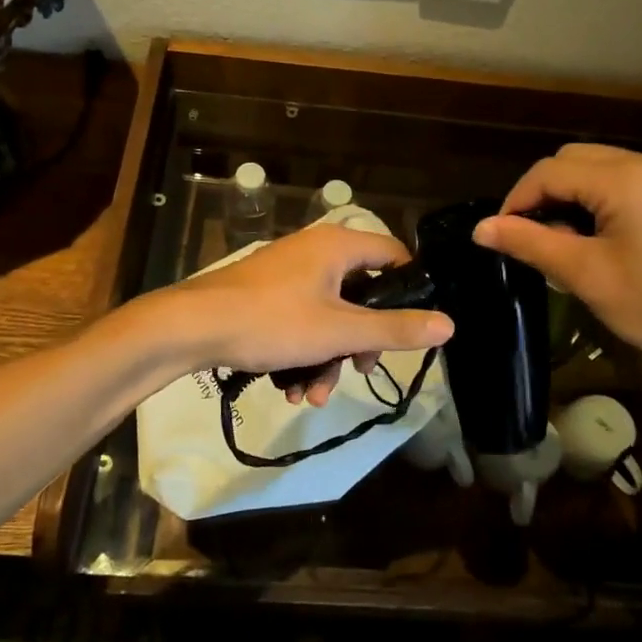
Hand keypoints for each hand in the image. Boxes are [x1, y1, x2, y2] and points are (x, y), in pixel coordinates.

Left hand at [142, 223, 452, 405]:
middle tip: (359, 370)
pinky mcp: (266, 294)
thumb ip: (394, 330)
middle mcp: (316, 250)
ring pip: (329, 314)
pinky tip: (291, 389)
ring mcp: (288, 272)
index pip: (393, 253)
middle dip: (361, 340)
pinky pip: (301, 320)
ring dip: (329, 357)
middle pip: (361, 292)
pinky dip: (303, 352)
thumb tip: (448, 324)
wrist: (192, 327)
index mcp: (338, 245)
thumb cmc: (273, 321)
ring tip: (314, 396)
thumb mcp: (339, 331)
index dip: (410, 288)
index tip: (411, 327)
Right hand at [473, 144, 641, 410]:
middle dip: (543, 194)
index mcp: (625, 177)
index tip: (499, 237)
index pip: (549, 171)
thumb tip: (480, 228)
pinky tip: (601, 241)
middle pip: (574, 160)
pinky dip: (601, 201)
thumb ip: (531, 243)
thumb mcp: (588, 277)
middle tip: (531, 240)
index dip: (516, 200)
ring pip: (601, 169)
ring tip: (564, 245)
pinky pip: (628, 183)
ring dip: (572, 196)